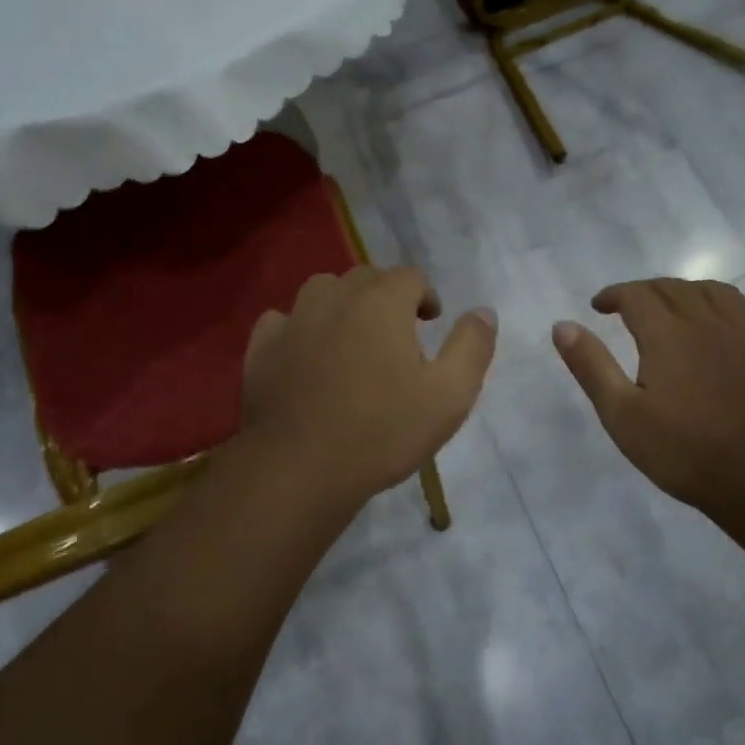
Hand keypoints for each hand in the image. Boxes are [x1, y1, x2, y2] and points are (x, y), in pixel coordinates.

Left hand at [238, 266, 495, 519]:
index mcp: (382, 302)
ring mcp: (293, 320)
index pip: (410, 276)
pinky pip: (282, 321)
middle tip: (396, 334)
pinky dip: (298, 328)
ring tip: (352, 339)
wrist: (300, 468)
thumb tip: (483, 311)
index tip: (430, 322)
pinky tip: (305, 355)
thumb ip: (472, 347)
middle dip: (385, 296)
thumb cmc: (382, 431)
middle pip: (365, 278)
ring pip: (322, 291)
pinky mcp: (261, 347)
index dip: (425, 295)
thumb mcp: (449, 396)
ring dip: (342, 305)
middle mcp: (335, 297)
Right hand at [553, 279, 744, 520]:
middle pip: (675, 288)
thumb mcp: (622, 415)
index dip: (614, 294)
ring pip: (717, 293)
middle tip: (630, 308)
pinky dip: (736, 306)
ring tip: (676, 306)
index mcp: (667, 334)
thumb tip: (562, 325)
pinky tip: (730, 318)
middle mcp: (708, 323)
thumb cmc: (684, 451)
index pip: (637, 294)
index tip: (599, 306)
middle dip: (647, 290)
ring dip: (689, 291)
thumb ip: (592, 366)